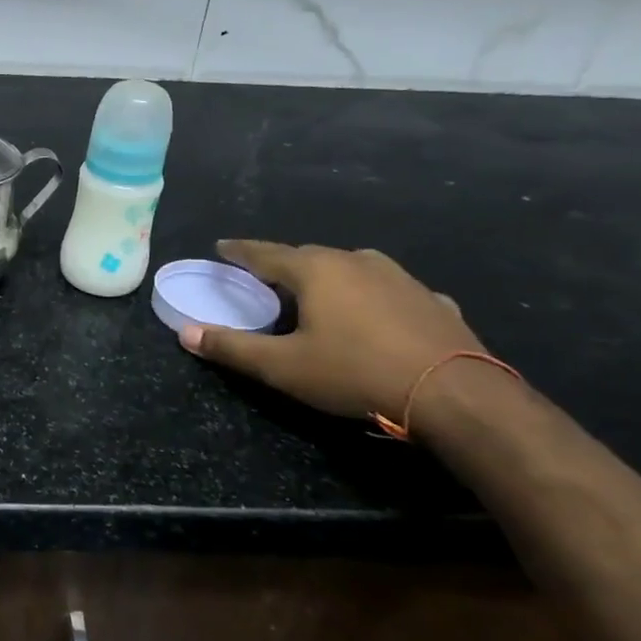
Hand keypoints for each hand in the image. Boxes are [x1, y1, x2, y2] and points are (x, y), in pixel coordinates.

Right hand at [181, 240, 483, 425]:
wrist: (455, 394)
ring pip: (351, 268)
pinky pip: (389, 290)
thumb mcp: (283, 367)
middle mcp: (357, 261)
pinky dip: (371, 297)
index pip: (266, 253)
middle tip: (266, 278)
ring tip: (319, 295)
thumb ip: (232, 347)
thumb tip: (185, 334)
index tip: (221, 246)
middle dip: (284, 264)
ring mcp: (400, 277)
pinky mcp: (432, 300)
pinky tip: (376, 316)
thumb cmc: (355, 373)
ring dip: (329, 277)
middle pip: (308, 256)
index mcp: (316, 270)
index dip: (240, 251)